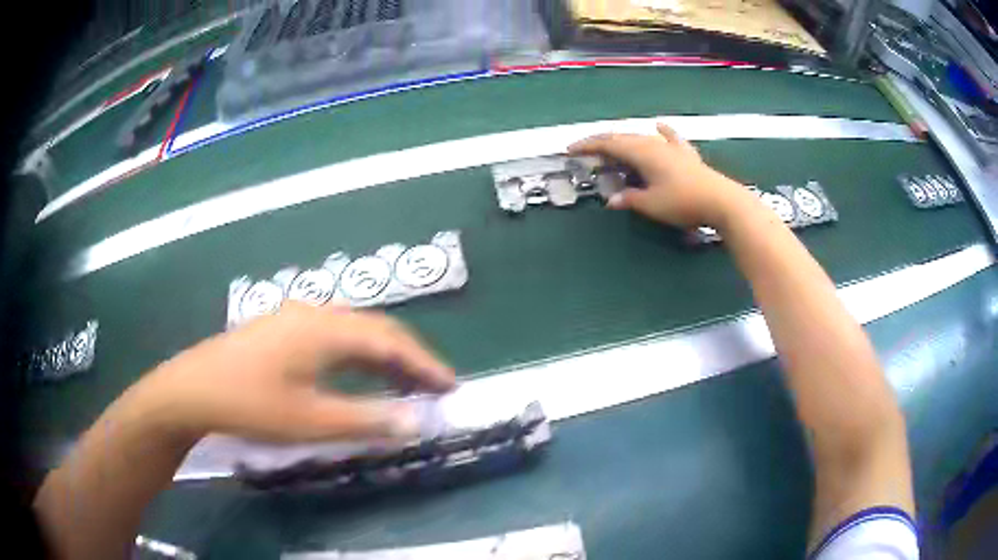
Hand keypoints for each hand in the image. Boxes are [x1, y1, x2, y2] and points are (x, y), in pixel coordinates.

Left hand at [130, 302, 455, 443]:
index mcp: (326, 329)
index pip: (390, 341)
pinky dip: (357, 355)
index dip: (425, 363)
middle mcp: (316, 313)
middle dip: (409, 357)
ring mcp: (296, 318)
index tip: (451, 385)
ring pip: (354, 331)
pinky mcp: (282, 329)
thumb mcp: (310, 421)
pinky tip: (356, 374)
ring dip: (383, 355)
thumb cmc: (251, 404)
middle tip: (433, 386)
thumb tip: (415, 422)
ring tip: (403, 383)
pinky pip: (334, 336)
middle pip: (375, 329)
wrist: (192, 388)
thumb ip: (366, 420)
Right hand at [569, 123, 748, 227]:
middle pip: (623, 138)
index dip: (588, 146)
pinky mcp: (686, 154)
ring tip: (613, 147)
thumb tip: (611, 200)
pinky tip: (659, 126)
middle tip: (586, 152)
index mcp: (642, 152)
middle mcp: (654, 144)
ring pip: (642, 137)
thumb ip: (629, 199)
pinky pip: (670, 138)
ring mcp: (672, 147)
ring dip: (624, 141)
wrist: (721, 201)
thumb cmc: (683, 202)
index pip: (608, 144)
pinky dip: (662, 132)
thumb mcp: (651, 205)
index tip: (570, 150)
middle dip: (602, 143)